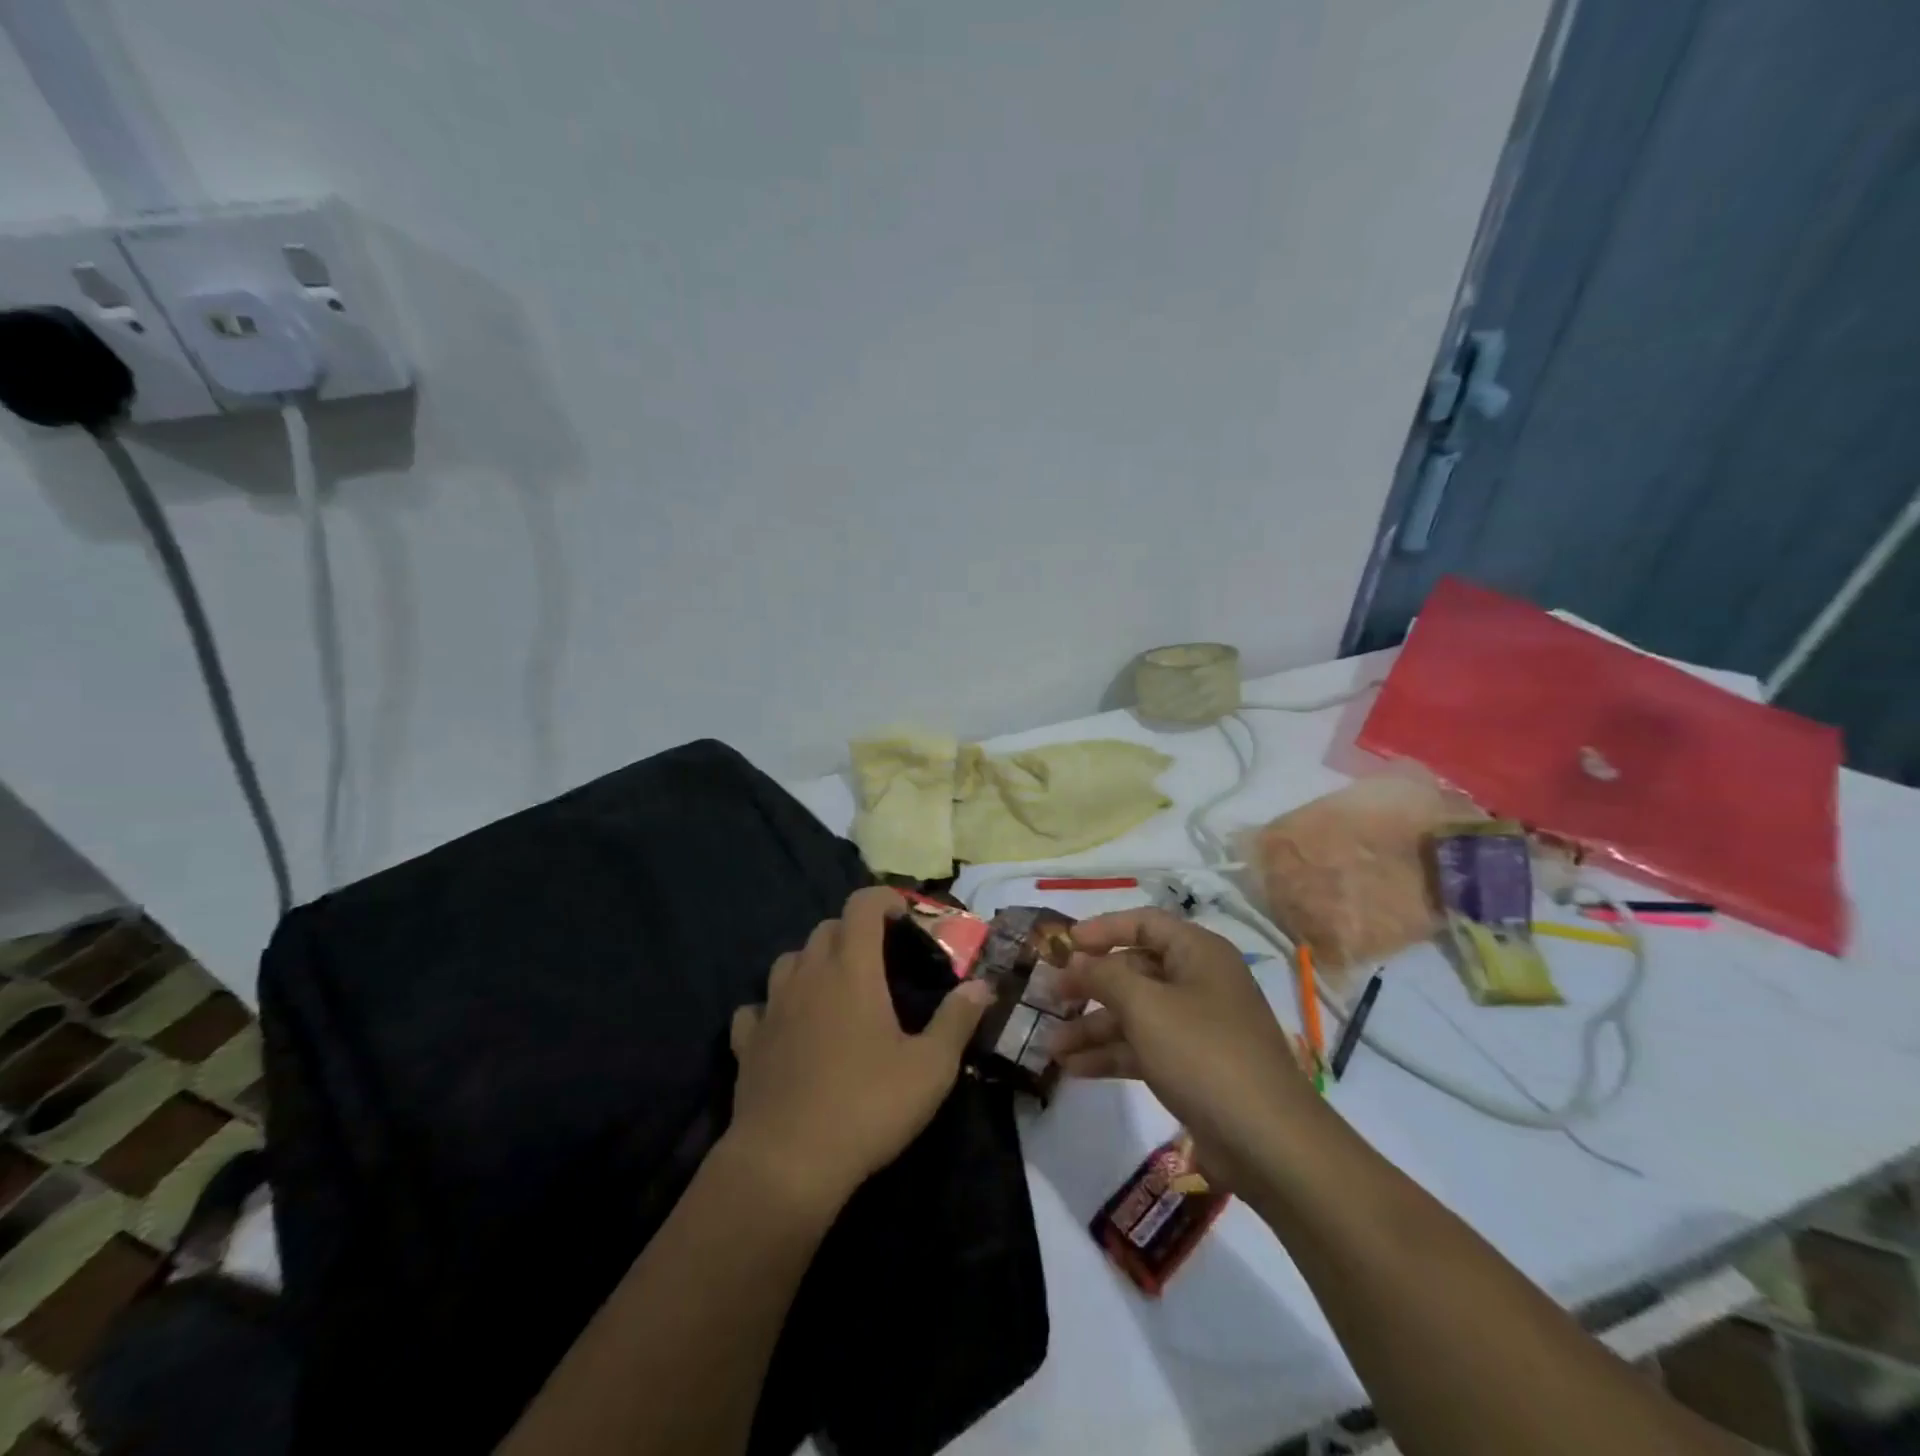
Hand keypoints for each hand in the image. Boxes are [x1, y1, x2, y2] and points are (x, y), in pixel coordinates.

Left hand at [725, 887, 993, 1217]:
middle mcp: (808, 975)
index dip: (884, 900)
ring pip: (789, 960)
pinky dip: (775, 1007)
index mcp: (851, 969)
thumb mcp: (930, 1068)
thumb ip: (957, 1020)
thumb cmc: (867, 1106)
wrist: (786, 1163)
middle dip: (854, 931)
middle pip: (826, 928)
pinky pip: (758, 1008)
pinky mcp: (747, 1043)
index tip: (904, 918)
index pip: (862, 905)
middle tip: (880, 960)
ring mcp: (772, 1007)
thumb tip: (982, 986)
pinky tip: (788, 1028)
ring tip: (835, 989)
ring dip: (814, 962)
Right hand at [1051, 909, 1317, 1191]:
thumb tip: (1076, 960)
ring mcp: (1197, 1027)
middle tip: (1049, 998)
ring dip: (1093, 1027)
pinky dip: (1111, 1055)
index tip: (1063, 944)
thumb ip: (1104, 976)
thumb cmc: (1203, 1053)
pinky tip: (1074, 1069)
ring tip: (1050, 1046)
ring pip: (1135, 1014)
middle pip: (1134, 971)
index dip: (1102, 929)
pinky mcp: (1193, 1067)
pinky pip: (1144, 1048)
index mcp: (1198, 953)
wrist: (1268, 1142)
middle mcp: (1198, 982)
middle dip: (1090, 986)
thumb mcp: (1145, 1006)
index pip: (1144, 923)